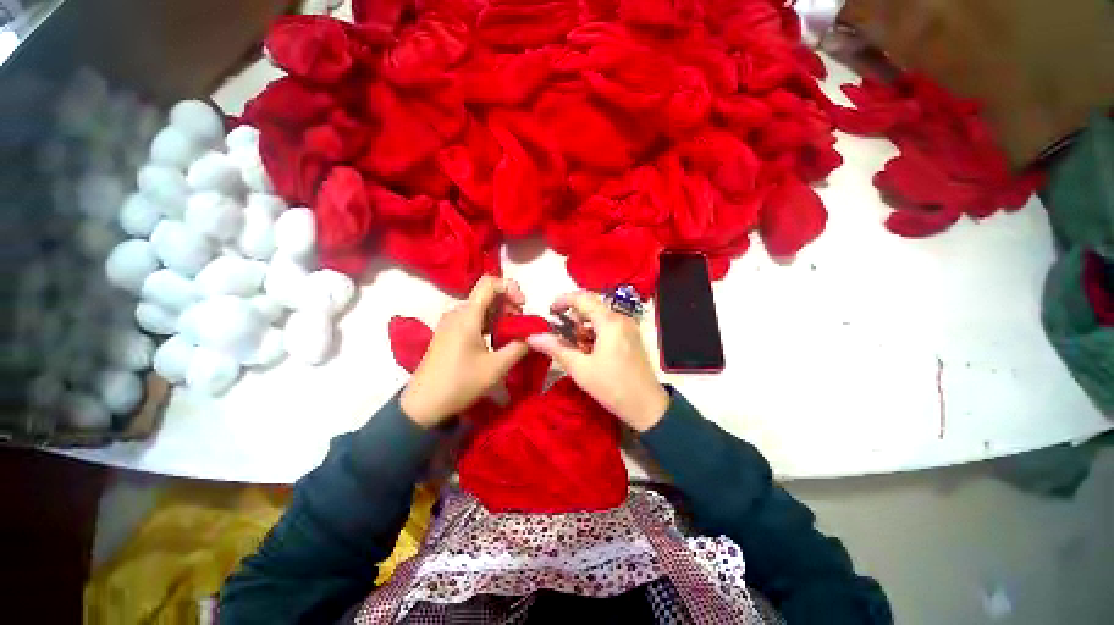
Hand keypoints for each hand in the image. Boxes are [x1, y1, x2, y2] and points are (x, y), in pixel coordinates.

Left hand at [400, 277, 528, 427]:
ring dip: (500, 315)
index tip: (522, 306)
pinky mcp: (448, 332)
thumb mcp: (496, 367)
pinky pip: (473, 318)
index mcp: (467, 315)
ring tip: (512, 335)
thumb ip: (519, 347)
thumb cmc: (460, 383)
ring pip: (481, 307)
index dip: (510, 287)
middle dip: (509, 305)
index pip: (489, 283)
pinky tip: (496, 340)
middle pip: (488, 295)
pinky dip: (489, 322)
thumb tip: (535, 335)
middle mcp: (457, 312)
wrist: (422, 405)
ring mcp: (451, 322)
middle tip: (521, 326)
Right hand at [527, 291, 668, 431]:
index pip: (582, 298)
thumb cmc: (612, 387)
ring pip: (599, 317)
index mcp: (609, 322)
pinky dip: (595, 333)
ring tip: (579, 351)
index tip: (550, 313)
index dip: (562, 301)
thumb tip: (533, 337)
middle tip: (566, 340)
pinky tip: (592, 353)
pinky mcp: (631, 336)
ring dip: (584, 328)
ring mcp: (628, 327)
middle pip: (590, 306)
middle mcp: (621, 318)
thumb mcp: (580, 369)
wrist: (647, 406)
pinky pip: (608, 325)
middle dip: (574, 319)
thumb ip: (556, 349)